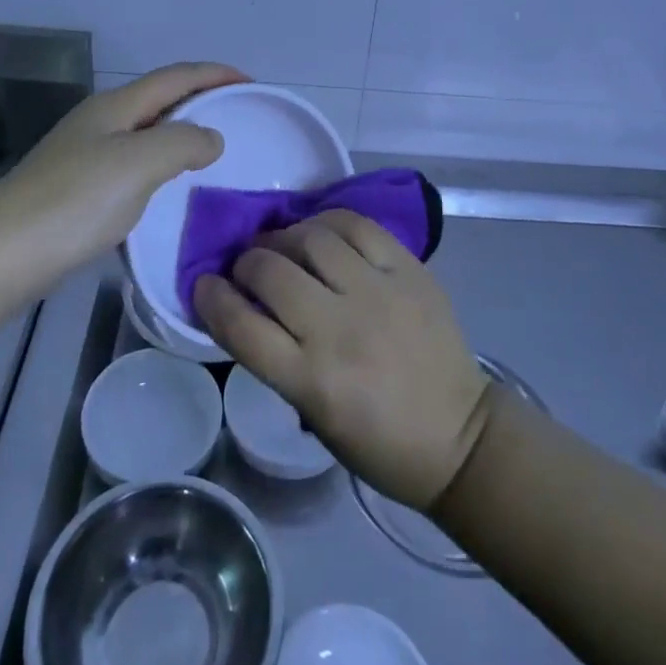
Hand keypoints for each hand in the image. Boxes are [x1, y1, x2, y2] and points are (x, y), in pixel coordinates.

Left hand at [0, 62, 244, 270]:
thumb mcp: (139, 163)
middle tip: (238, 117)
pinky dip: (162, 163)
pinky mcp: (77, 187)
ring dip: (181, 133)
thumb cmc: (74, 202)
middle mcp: (100, 121)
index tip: (252, 84)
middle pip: (160, 98)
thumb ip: (184, 142)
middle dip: (200, 99)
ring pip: (146, 131)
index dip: (215, 74)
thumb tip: (211, 137)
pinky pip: (133, 162)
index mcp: (116, 107)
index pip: (176, 76)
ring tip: (213, 151)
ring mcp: (84, 154)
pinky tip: (169, 186)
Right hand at [194, 210, 492, 511]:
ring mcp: (378, 293)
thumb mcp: (314, 416)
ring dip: (283, 236)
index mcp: (311, 381)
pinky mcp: (409, 270)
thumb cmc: (379, 443)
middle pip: (270, 271)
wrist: (461, 436)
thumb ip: (278, 359)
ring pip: (311, 238)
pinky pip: (357, 226)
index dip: (211, 299)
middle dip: (246, 262)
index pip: (240, 326)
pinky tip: (320, 231)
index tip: (204, 285)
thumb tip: (248, 306)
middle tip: (247, 266)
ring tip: (282, 244)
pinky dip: (328, 221)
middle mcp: (340, 329)